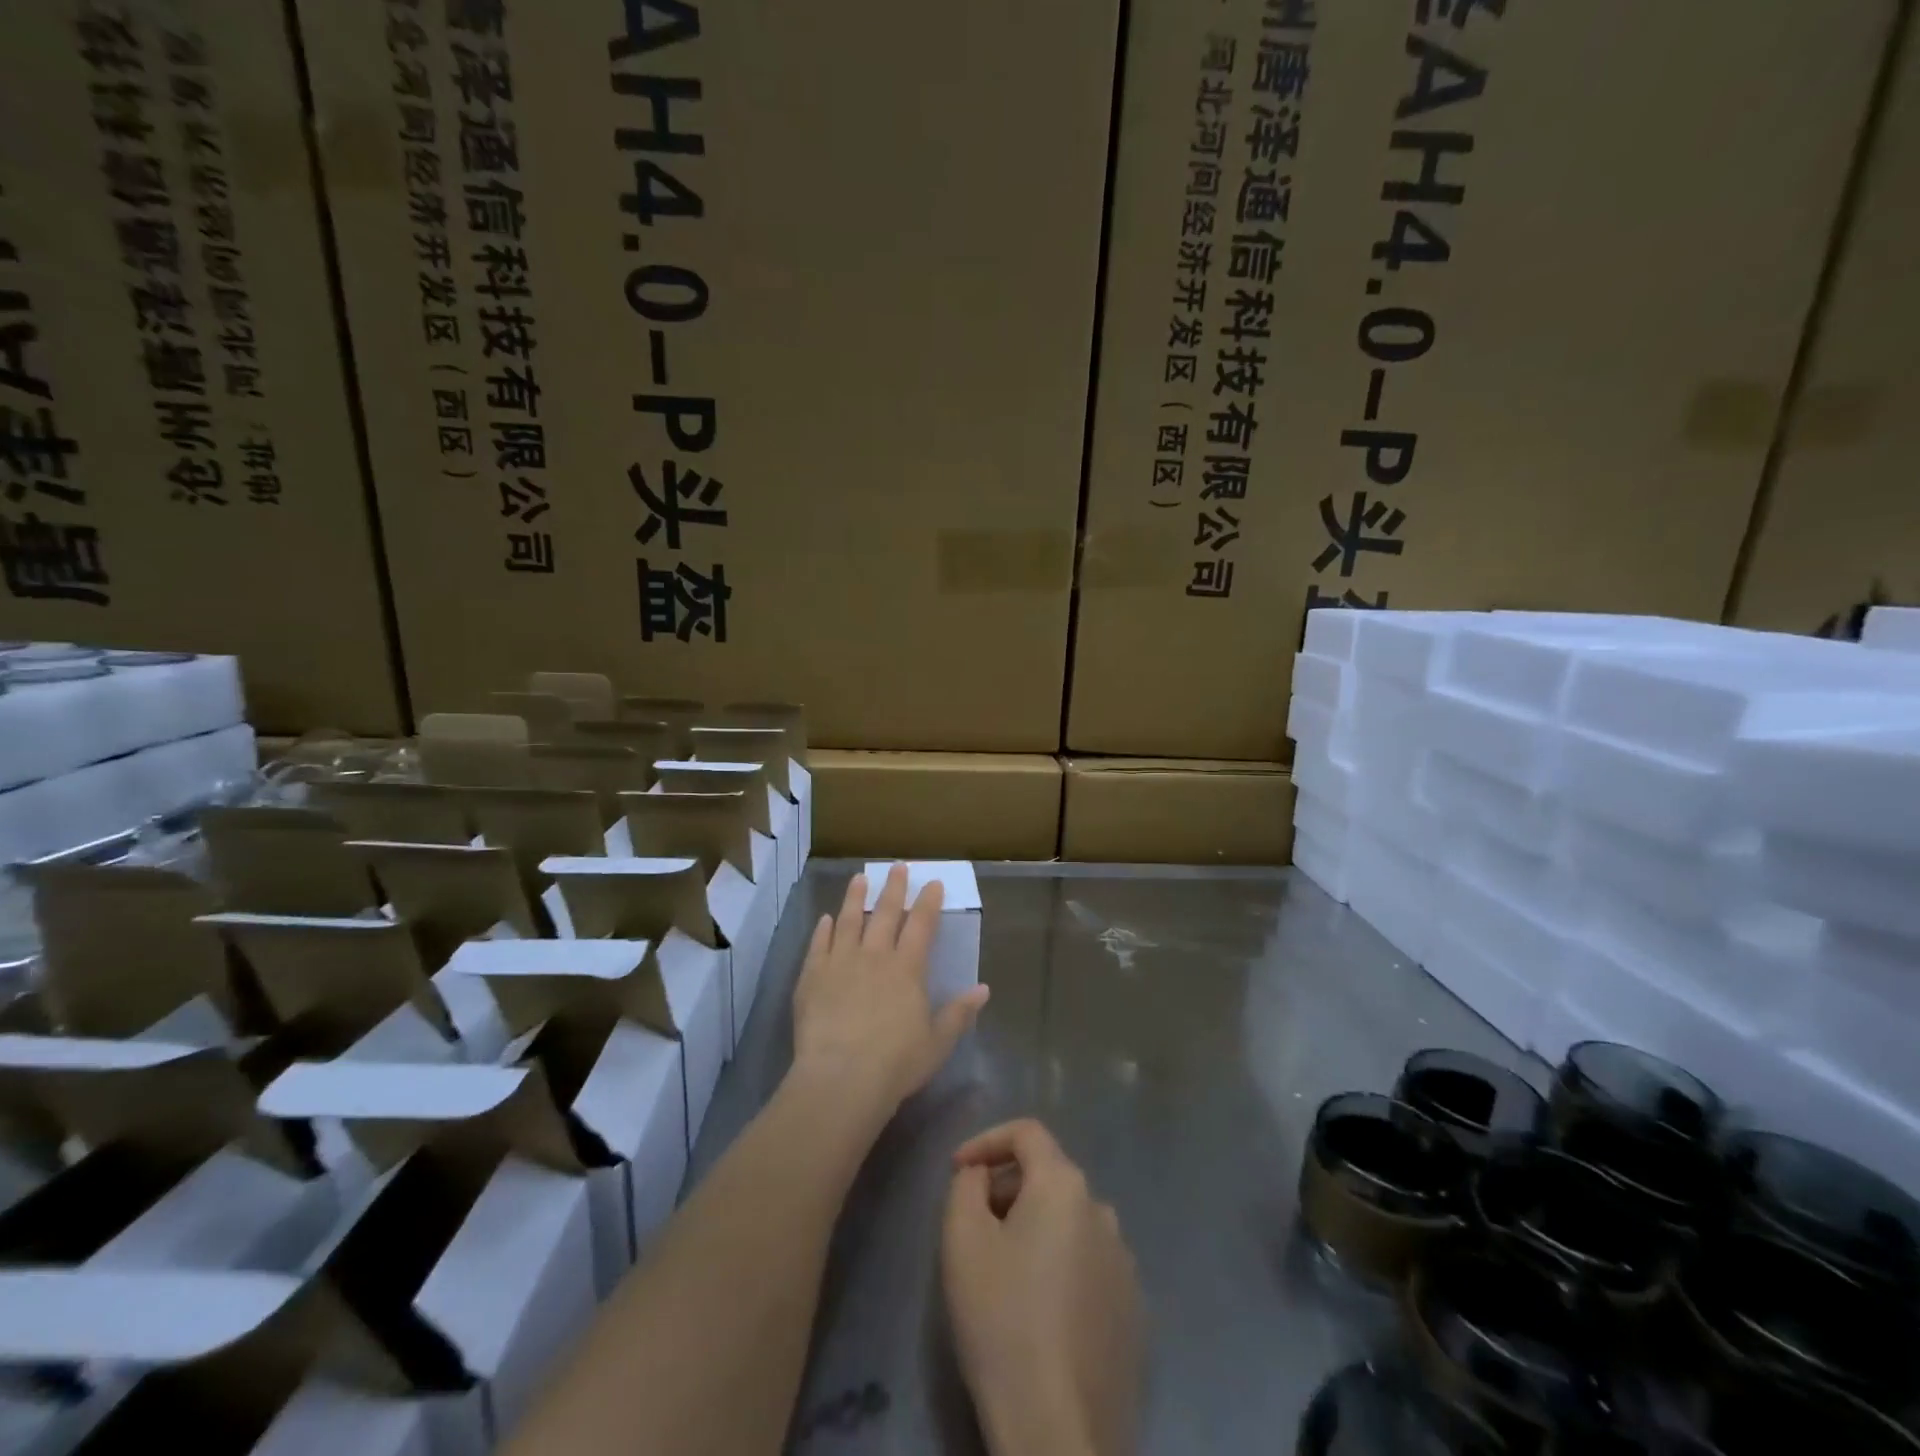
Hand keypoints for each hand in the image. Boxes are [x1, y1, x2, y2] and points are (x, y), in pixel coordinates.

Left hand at [790, 865, 989, 1126]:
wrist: (841, 1078)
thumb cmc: (896, 1064)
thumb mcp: (937, 1043)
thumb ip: (959, 1013)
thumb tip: (983, 989)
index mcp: (907, 968)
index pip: (921, 925)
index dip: (928, 902)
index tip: (933, 882)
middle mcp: (874, 956)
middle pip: (885, 913)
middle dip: (893, 888)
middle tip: (897, 867)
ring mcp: (840, 962)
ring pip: (849, 920)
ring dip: (855, 898)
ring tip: (859, 879)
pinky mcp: (812, 976)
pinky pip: (819, 944)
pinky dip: (824, 929)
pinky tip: (826, 919)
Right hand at [942, 1120, 1142, 1455]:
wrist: (1060, 1430)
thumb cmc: (1003, 1321)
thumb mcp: (962, 1240)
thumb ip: (967, 1185)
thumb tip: (983, 1175)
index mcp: (1065, 1186)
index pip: (1027, 1132)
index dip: (986, 1139)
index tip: (956, 1169)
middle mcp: (1103, 1210)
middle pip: (1049, 1176)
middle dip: (1007, 1187)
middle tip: (974, 1224)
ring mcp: (1125, 1262)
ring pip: (1070, 1221)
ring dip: (1035, 1227)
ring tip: (1004, 1270)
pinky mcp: (1134, 1310)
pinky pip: (1089, 1263)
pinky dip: (1060, 1265)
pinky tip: (1039, 1309)